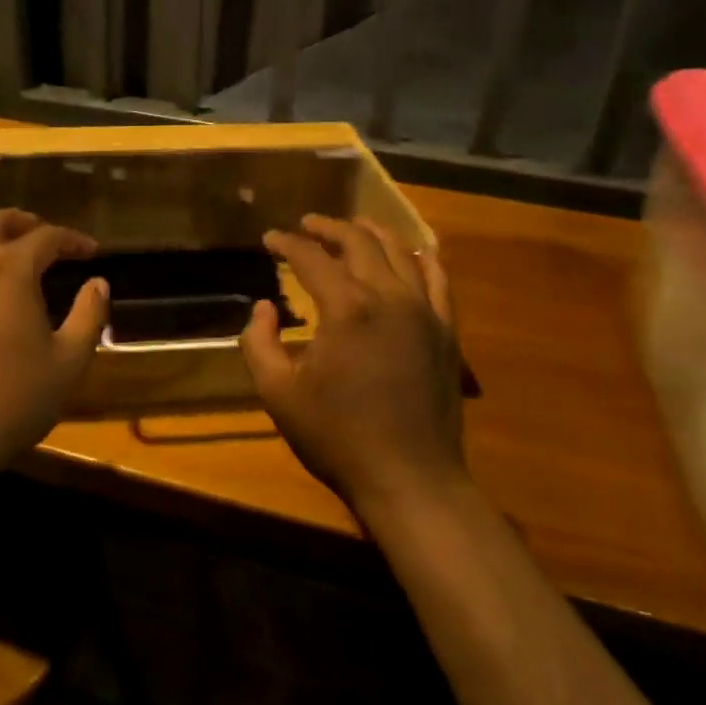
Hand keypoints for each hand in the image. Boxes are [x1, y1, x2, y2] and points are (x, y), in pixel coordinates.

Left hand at [0, 209, 108, 477]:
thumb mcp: (68, 361)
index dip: (73, 240)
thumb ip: (89, 315)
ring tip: (5, 246)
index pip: (47, 237)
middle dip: (25, 223)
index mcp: (10, 269)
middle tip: (45, 239)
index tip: (90, 252)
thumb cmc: (12, 398)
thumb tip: (99, 282)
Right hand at [242, 215, 467, 517]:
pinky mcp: (446, 331)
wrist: (410, 479)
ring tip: (354, 226)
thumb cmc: (337, 437)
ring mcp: (424, 311)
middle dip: (328, 227)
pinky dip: (422, 258)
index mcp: (346, 308)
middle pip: (358, 242)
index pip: (312, 258)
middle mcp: (388, 297)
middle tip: (307, 224)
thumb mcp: (278, 394)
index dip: (287, 243)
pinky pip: (439, 279)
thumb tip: (263, 307)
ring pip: (400, 251)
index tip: (269, 239)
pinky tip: (413, 252)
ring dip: (372, 232)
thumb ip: (259, 343)